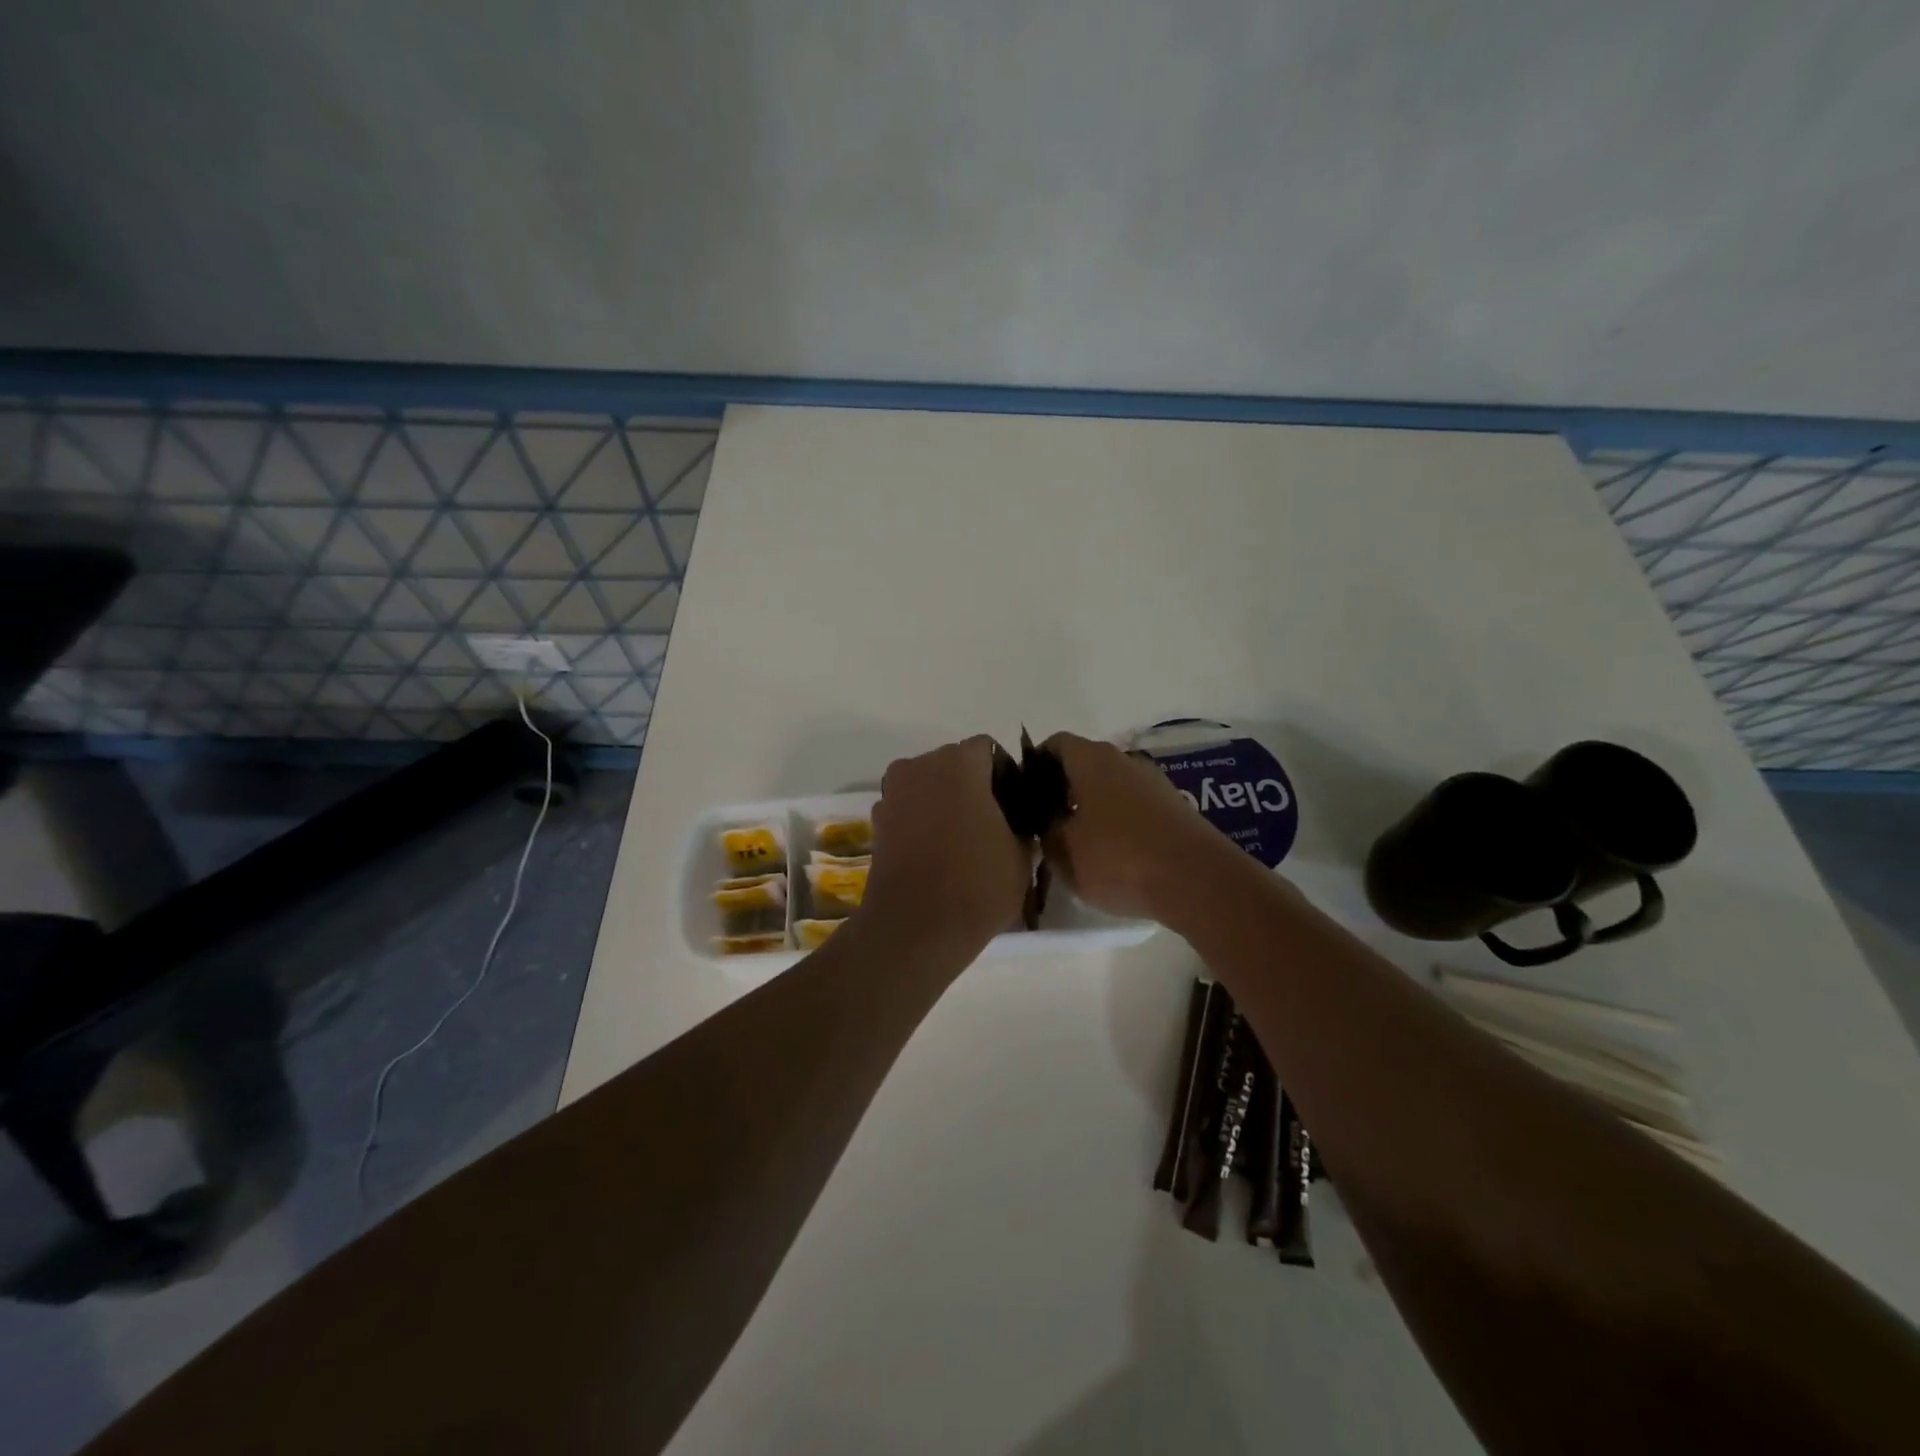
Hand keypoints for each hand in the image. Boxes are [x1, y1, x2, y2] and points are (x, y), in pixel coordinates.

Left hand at [861, 737, 1032, 955]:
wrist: (916, 929)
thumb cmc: (977, 885)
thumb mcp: (1021, 853)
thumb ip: (1021, 822)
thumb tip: (1013, 818)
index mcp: (959, 763)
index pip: (989, 750)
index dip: (1005, 775)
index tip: (1014, 807)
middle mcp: (920, 766)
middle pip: (954, 763)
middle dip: (973, 785)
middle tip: (991, 823)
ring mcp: (893, 793)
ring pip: (929, 785)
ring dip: (945, 801)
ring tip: (962, 841)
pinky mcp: (877, 822)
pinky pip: (909, 808)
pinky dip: (923, 820)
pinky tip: (936, 853)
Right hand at [1039, 732, 1241, 925]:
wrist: (1197, 881)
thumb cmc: (1118, 858)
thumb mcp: (1062, 851)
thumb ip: (1045, 829)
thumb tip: (1047, 819)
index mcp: (1092, 759)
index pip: (1054, 744)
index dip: (1034, 765)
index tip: (1024, 795)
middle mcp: (1124, 759)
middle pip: (1084, 765)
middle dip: (1062, 789)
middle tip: (1046, 823)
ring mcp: (1154, 782)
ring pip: (1110, 787)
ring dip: (1092, 808)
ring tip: (1079, 843)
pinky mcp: (1175, 808)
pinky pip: (1134, 807)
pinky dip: (1119, 822)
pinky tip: (1114, 855)